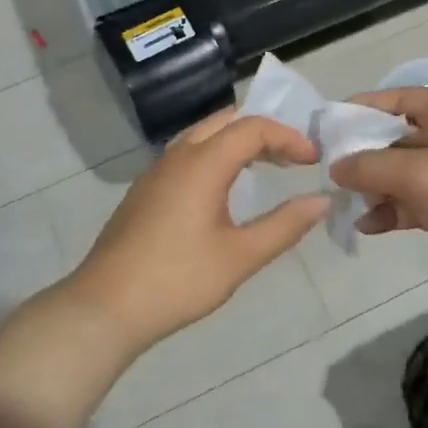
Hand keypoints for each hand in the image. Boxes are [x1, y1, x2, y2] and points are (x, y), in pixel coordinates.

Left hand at [66, 109, 330, 352]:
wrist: (106, 306)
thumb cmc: (178, 280)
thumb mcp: (240, 256)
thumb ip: (284, 225)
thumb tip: (321, 201)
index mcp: (202, 164)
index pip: (252, 128)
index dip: (288, 137)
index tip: (313, 160)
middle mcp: (177, 156)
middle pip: (225, 121)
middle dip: (263, 130)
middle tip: (292, 156)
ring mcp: (155, 172)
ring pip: (202, 135)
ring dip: (237, 142)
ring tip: (266, 167)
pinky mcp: (144, 191)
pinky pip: (186, 155)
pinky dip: (215, 155)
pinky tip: (224, 189)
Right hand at [330, 87, 427, 287]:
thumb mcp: (423, 173)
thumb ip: (373, 166)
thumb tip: (336, 166)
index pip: (397, 99)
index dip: (360, 109)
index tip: (325, 130)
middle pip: (397, 138)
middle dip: (363, 156)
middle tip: (327, 176)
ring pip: (404, 174)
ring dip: (375, 189)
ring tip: (344, 206)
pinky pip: (417, 203)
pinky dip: (393, 212)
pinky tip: (368, 227)